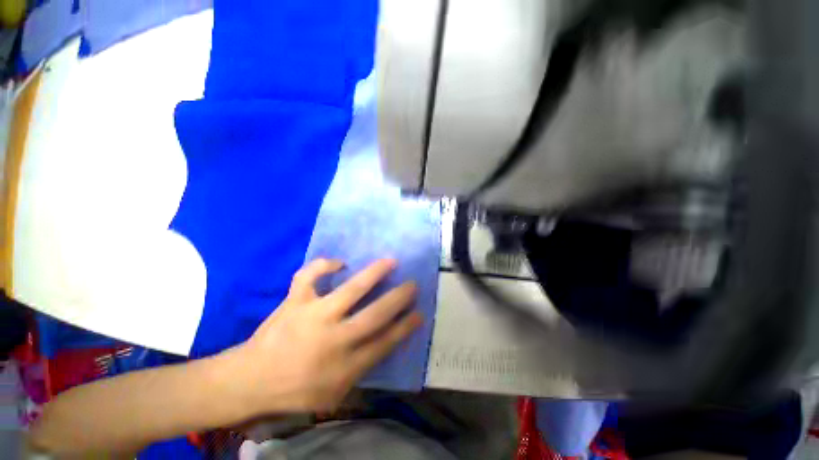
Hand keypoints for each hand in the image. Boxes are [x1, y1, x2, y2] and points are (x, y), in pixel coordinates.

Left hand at [235, 258, 421, 414]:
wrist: (249, 382)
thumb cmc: (295, 392)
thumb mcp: (333, 395)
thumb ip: (361, 371)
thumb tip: (384, 343)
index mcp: (344, 366)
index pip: (385, 342)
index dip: (405, 326)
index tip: (420, 313)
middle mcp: (334, 339)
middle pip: (375, 315)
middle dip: (398, 298)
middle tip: (413, 285)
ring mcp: (313, 316)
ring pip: (351, 290)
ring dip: (374, 274)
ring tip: (391, 261)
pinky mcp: (295, 302)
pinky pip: (309, 276)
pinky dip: (324, 265)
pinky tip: (338, 263)